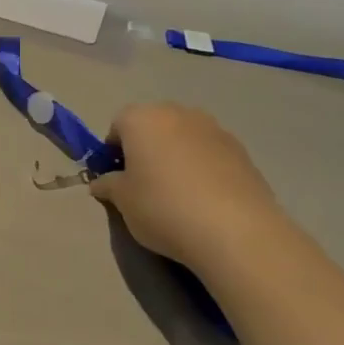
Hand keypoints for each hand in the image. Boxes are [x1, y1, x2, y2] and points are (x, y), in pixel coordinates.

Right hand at [89, 102, 284, 266]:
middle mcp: (177, 113)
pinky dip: (202, 167)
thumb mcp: (123, 201)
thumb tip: (102, 182)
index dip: (113, 151)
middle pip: (153, 125)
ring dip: (176, 156)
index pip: (118, 125)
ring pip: (183, 137)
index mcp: (142, 119)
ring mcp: (214, 128)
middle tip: (145, 184)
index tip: (117, 179)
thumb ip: (108, 185)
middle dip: (146, 148)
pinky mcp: (241, 149)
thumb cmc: (163, 207)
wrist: (235, 230)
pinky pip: (209, 153)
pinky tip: (205, 199)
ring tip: (179, 193)